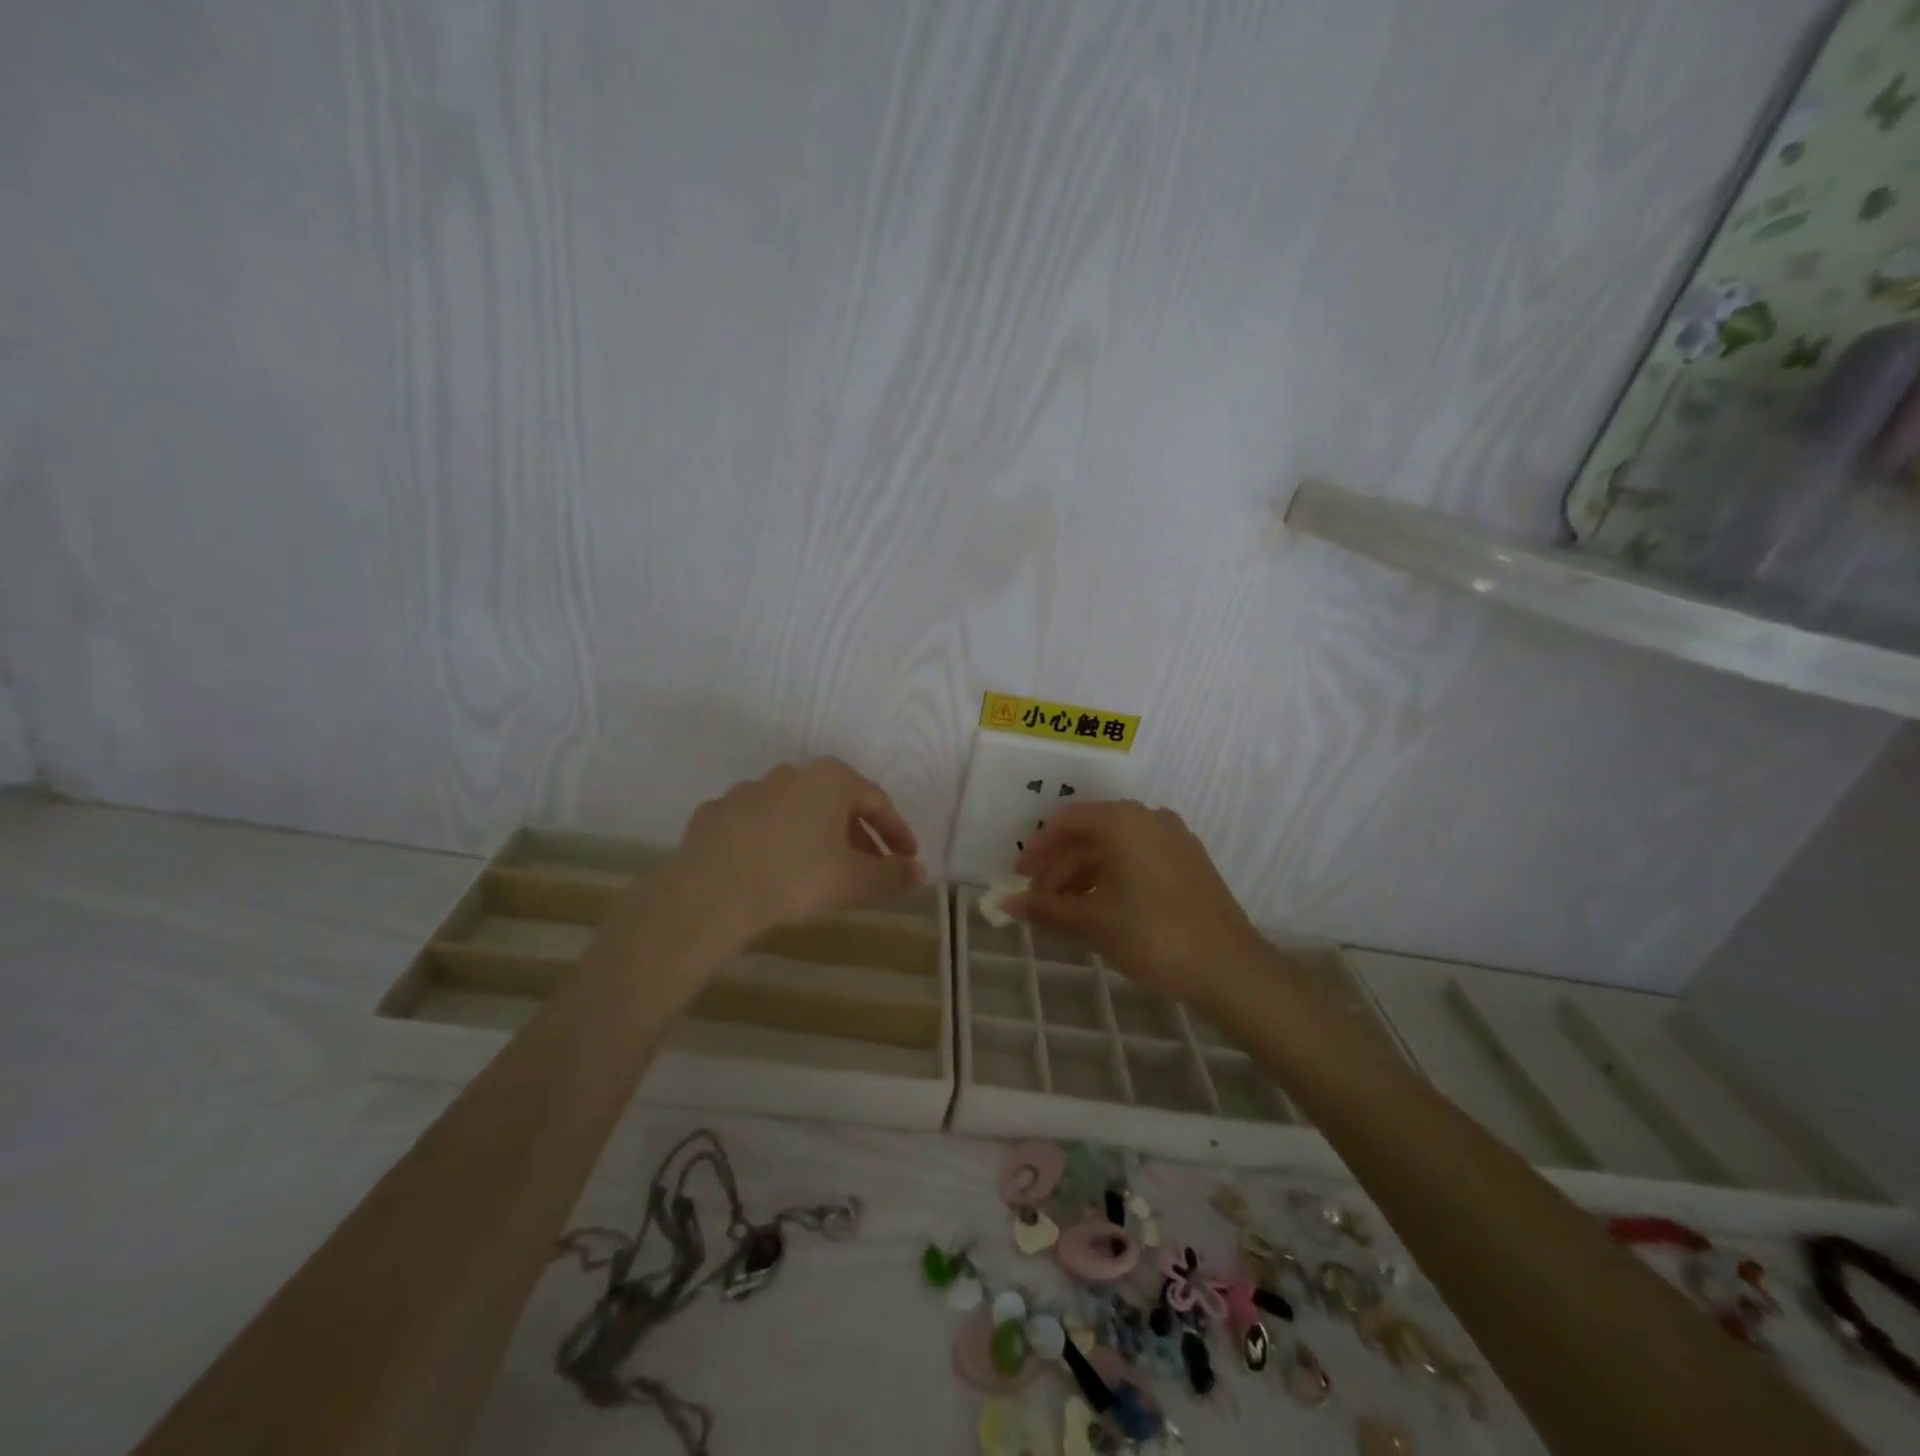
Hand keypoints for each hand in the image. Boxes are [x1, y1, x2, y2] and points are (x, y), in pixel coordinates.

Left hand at [672, 758, 923, 938]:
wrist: (710, 894)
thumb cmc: (796, 878)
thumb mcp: (855, 881)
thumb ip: (892, 875)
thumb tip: (918, 872)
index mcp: (830, 779)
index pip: (877, 801)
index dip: (897, 833)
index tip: (906, 859)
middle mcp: (789, 773)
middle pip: (835, 804)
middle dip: (857, 837)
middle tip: (868, 869)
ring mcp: (747, 790)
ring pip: (795, 813)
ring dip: (815, 837)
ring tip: (821, 873)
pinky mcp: (715, 814)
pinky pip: (757, 827)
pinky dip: (774, 844)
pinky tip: (773, 872)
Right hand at [1013, 801, 1266, 1011]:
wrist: (1230, 967)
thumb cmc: (1152, 935)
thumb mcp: (1092, 922)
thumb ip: (1046, 909)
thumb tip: (1005, 905)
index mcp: (1122, 820)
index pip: (1065, 822)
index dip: (1037, 850)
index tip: (1019, 879)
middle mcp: (1148, 818)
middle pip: (1090, 834)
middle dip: (1059, 866)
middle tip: (1039, 902)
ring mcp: (1174, 838)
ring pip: (1115, 848)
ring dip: (1084, 875)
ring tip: (1066, 911)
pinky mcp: (1190, 861)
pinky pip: (1139, 857)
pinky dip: (1113, 877)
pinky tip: (1102, 908)